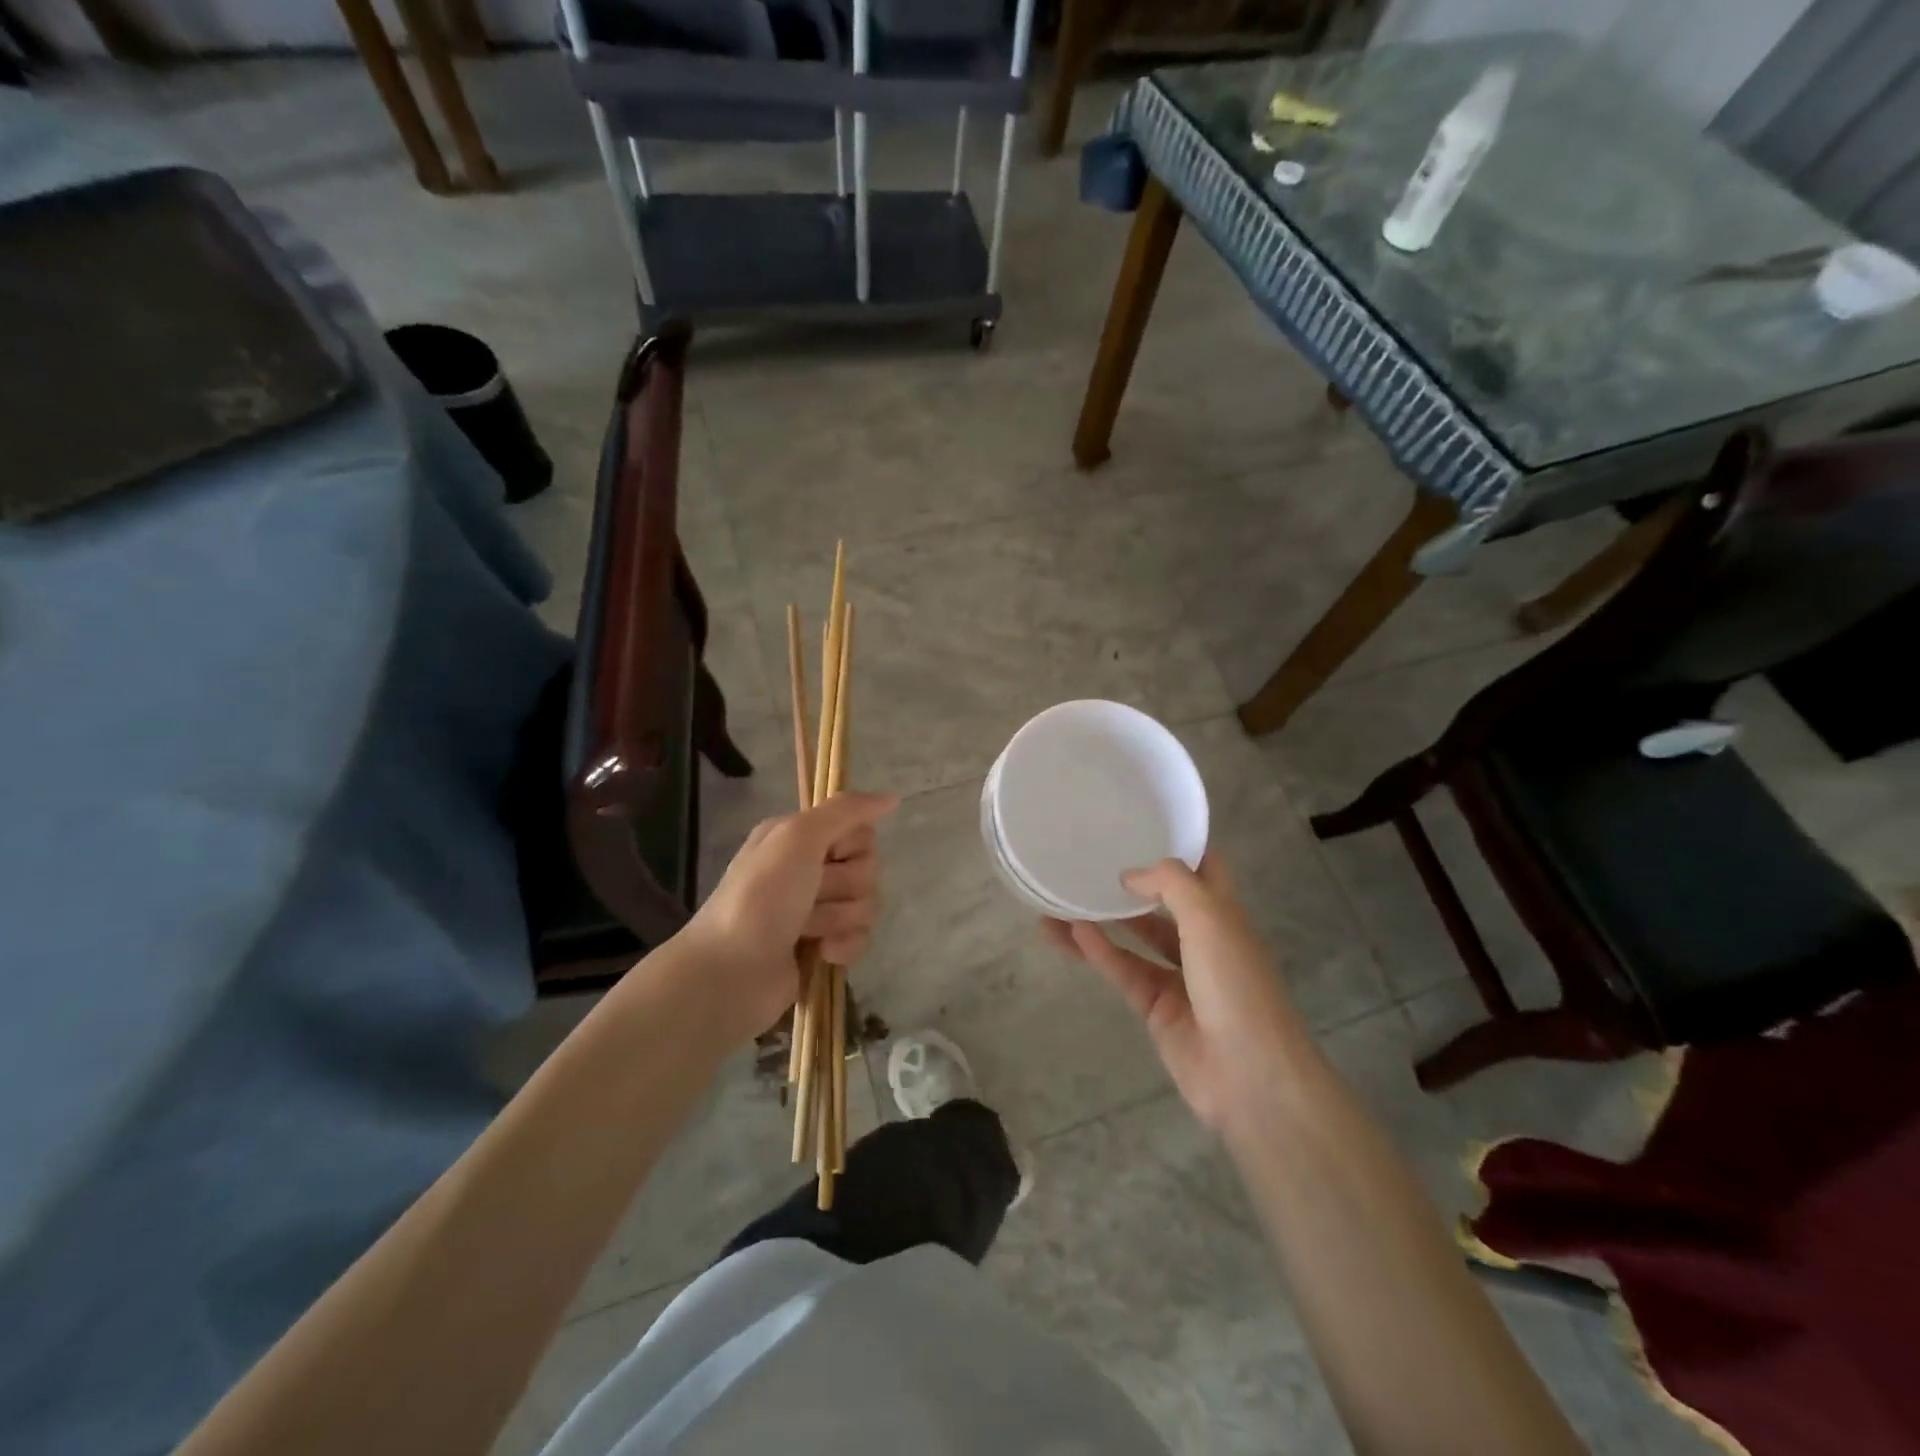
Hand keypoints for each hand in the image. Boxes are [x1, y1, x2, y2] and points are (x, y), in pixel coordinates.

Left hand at [677, 791, 896, 1042]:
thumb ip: (845, 811)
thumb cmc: (761, 897)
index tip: (827, 856)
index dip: (852, 846)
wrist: (731, 972)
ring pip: (866, 905)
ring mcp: (817, 911)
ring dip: (840, 918)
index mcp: (799, 838)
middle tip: (810, 895)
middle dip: (845, 886)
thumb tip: (891, 797)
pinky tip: (822, 954)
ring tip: (807, 930)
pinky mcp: (824, 948)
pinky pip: (861, 939)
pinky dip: (845, 947)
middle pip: (867, 869)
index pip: (860, 831)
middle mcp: (808, 869)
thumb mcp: (797, 837)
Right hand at [1042, 855, 1304, 1132]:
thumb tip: (1130, 875)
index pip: (1203, 868)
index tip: (1139, 824)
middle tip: (1087, 861)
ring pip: (1134, 939)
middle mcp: (1203, 941)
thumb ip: (1171, 884)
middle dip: (1130, 884)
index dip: (1177, 846)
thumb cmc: (1237, 986)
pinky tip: (1069, 933)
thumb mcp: (1211, 919)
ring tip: (1059, 900)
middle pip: (1162, 903)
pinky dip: (1099, 952)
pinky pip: (1123, 971)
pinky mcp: (1156, 1009)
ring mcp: (1179, 977)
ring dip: (1101, 920)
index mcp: (1225, 915)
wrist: (1251, 1077)